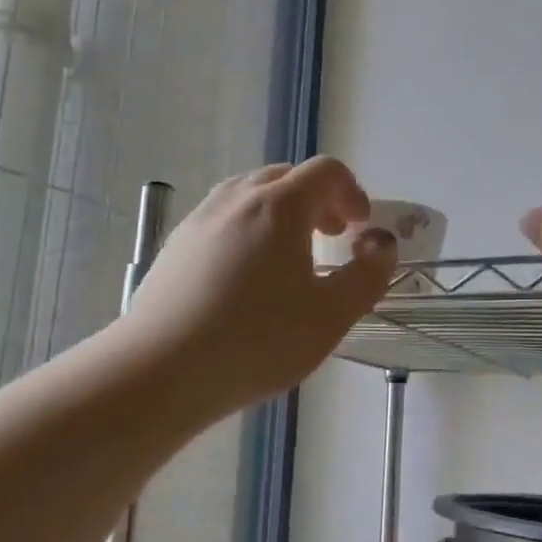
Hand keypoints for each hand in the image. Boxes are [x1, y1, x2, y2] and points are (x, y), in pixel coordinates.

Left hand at [123, 158, 397, 413]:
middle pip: (285, 177)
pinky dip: (246, 231)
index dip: (352, 192)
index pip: (326, 171)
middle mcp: (236, 199)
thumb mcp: (330, 316)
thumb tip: (380, 245)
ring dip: (279, 214)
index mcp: (279, 205)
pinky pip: (221, 221)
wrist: (161, 369)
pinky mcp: (174, 247)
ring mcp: (199, 220)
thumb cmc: (257, 341)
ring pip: (248, 196)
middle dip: (317, 200)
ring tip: (288, 257)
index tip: (360, 228)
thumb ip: (367, 276)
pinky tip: (245, 280)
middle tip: (331, 237)